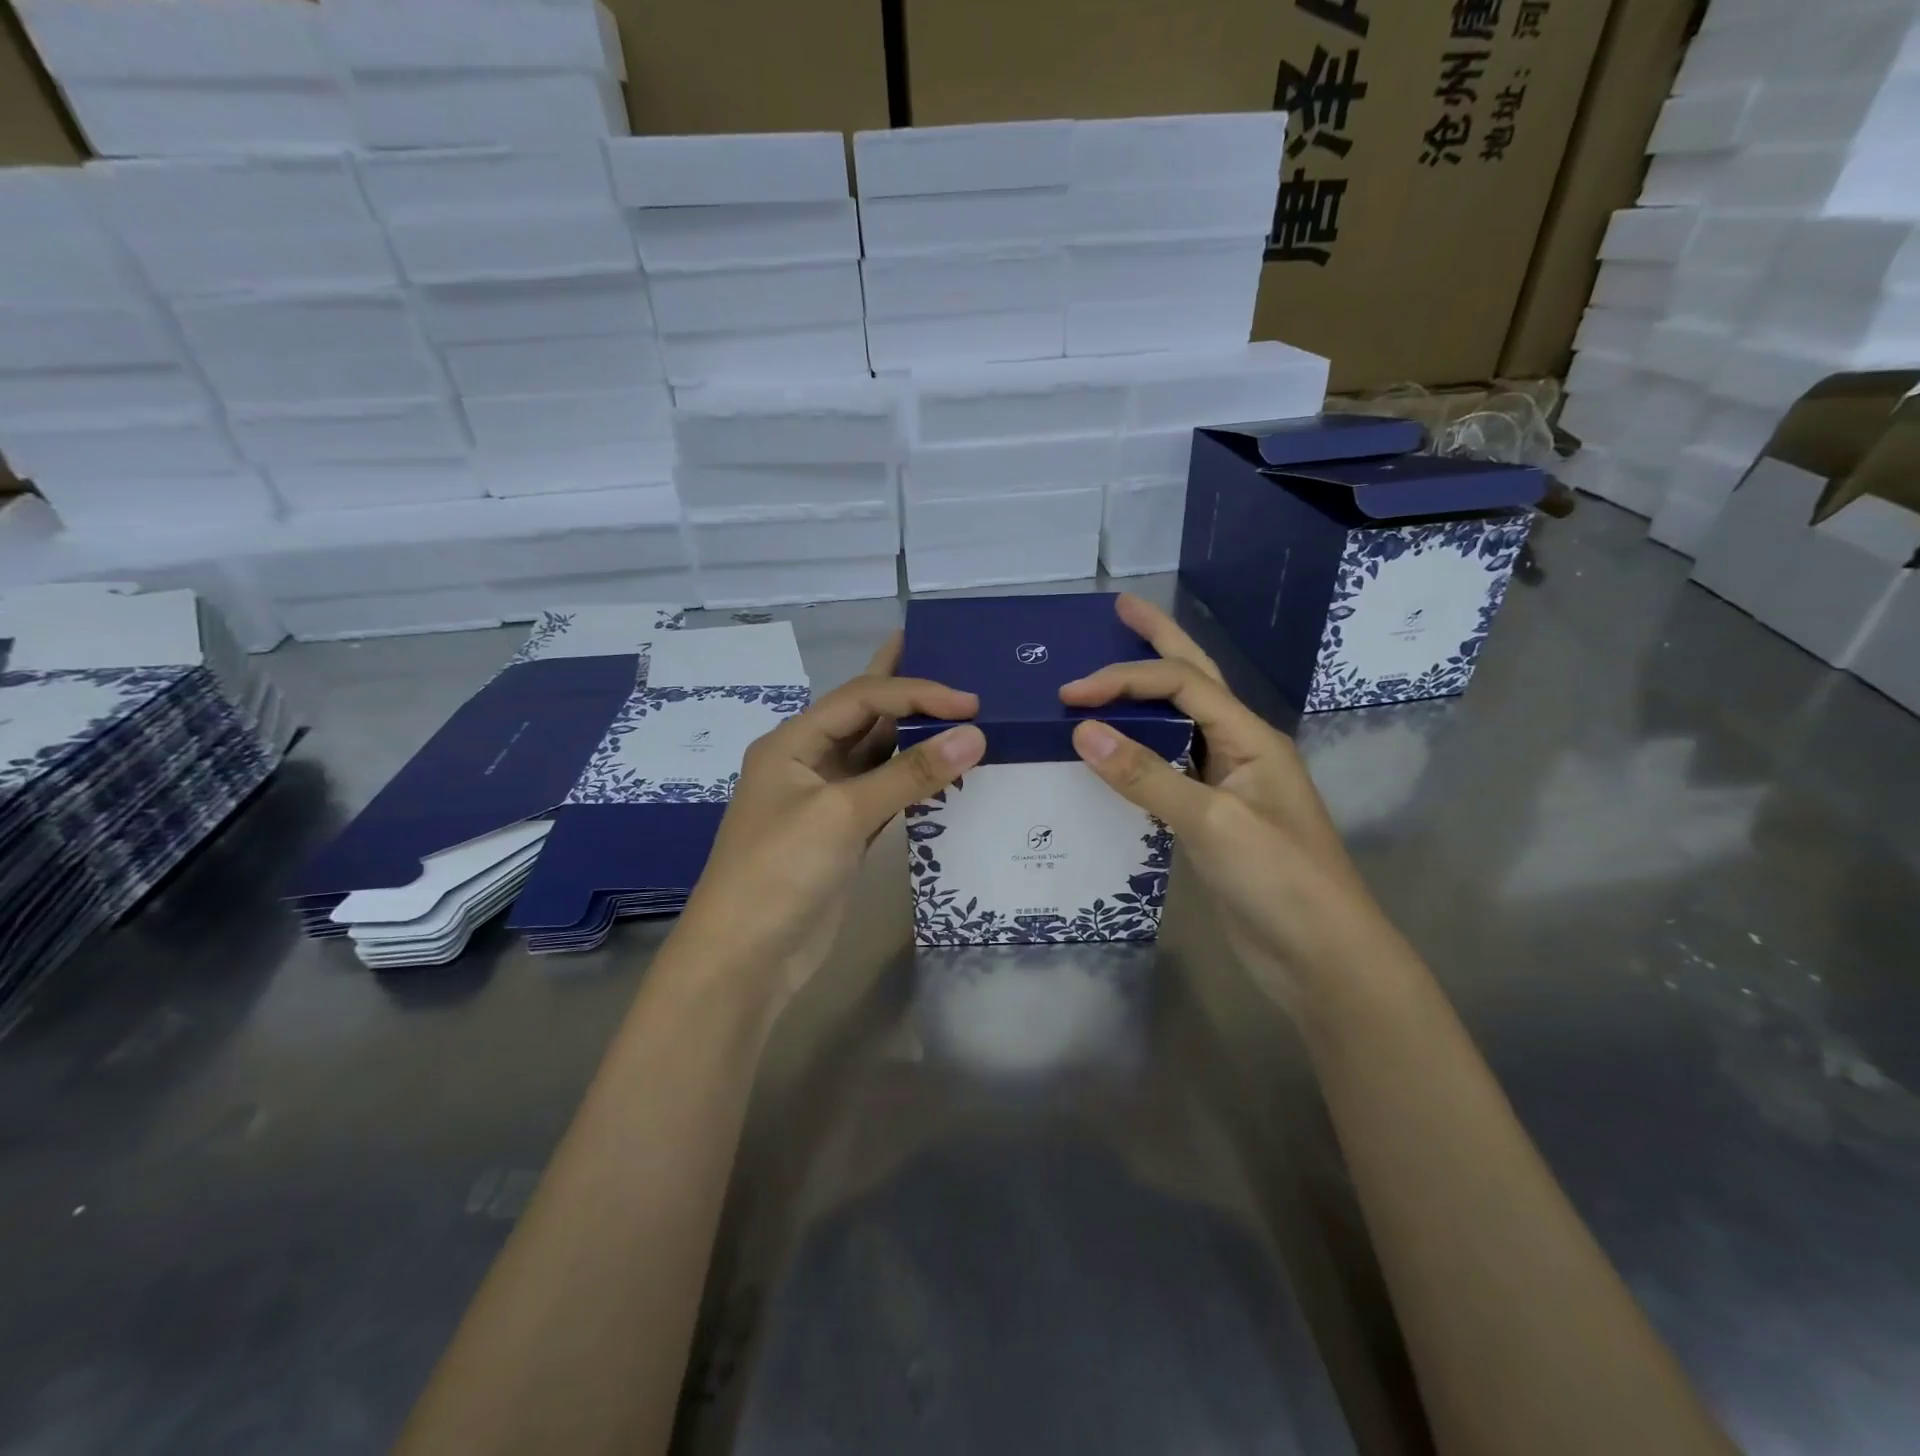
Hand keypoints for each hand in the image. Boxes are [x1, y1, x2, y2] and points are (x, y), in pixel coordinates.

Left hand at [673, 633, 985, 1017]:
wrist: (745, 958)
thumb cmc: (781, 870)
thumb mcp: (842, 813)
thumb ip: (909, 774)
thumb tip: (975, 736)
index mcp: (793, 742)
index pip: (863, 698)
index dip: (916, 692)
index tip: (969, 703)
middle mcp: (809, 761)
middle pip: (866, 716)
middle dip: (906, 691)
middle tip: (950, 662)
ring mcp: (827, 800)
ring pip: (878, 755)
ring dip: (916, 738)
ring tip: (959, 712)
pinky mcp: (844, 835)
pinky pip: (886, 794)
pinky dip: (915, 782)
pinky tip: (944, 771)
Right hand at [1059, 594, 1397, 1010]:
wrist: (1321, 959)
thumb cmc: (1279, 882)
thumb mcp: (1212, 823)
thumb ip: (1147, 776)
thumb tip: (1083, 730)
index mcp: (1251, 738)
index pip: (1182, 685)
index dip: (1125, 678)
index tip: (1071, 693)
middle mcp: (1240, 750)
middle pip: (1195, 681)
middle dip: (1158, 641)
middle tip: (1119, 609)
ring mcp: (1227, 785)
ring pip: (1181, 724)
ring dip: (1146, 694)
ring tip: (1110, 670)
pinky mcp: (1212, 819)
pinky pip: (1169, 769)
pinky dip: (1139, 751)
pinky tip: (1114, 750)